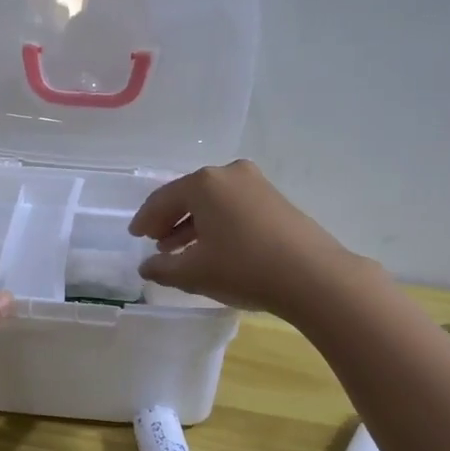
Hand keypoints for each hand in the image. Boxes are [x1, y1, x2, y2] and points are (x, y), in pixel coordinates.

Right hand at [128, 160, 362, 319]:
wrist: (313, 276)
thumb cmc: (244, 268)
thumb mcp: (194, 272)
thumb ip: (162, 268)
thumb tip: (146, 266)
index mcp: (203, 183)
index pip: (162, 199)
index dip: (145, 220)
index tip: (136, 237)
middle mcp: (229, 174)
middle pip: (189, 195)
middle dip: (170, 220)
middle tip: (157, 242)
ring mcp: (257, 184)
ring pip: (213, 202)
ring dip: (194, 224)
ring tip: (181, 251)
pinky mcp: (276, 199)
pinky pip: (234, 207)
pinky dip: (218, 223)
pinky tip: (214, 247)